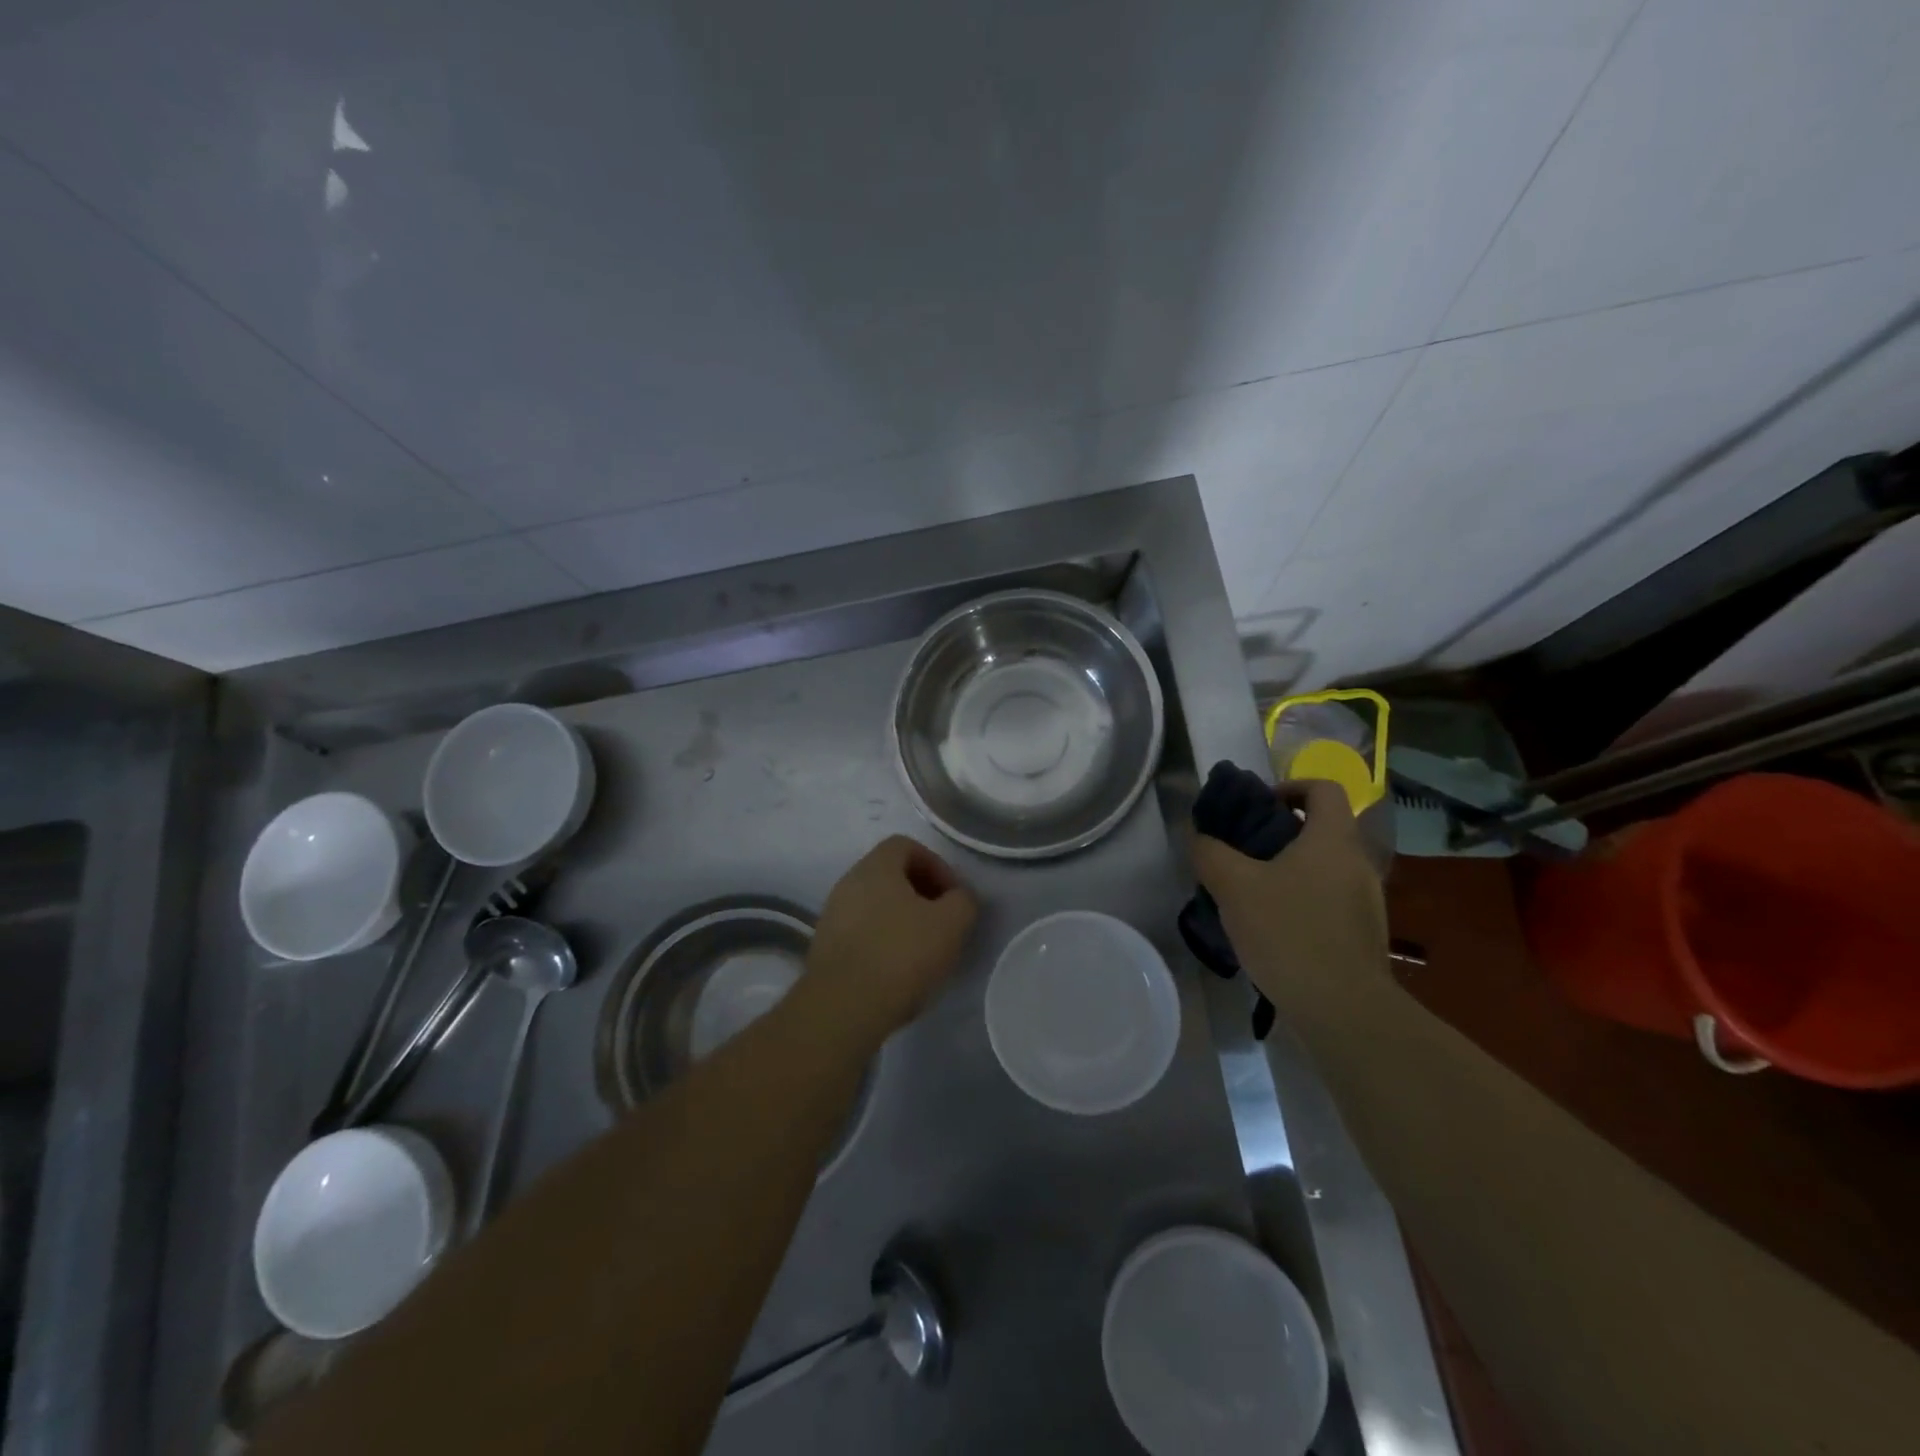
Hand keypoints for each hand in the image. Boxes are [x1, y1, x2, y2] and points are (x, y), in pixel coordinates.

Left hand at [805, 835, 978, 1041]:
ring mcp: (832, 916)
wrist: (843, 1008)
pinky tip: (898, 972)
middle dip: (922, 894)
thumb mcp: (951, 924)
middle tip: (944, 923)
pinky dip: (883, 942)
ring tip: (924, 952)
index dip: (936, 865)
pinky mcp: (825, 949)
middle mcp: (848, 883)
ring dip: (902, 920)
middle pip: (890, 875)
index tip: (953, 896)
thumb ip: (963, 901)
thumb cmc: (901, 954)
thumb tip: (958, 899)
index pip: (906, 845)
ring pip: (875, 905)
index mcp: (875, 867)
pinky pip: (861, 933)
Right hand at [1189, 779, 1388, 1022]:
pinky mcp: (1363, 935)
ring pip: (1324, 868)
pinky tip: (1273, 930)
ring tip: (1251, 895)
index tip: (1257, 808)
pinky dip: (1302, 903)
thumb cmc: (1289, 933)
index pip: (1323, 788)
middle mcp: (1357, 863)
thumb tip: (1198, 835)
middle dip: (1280, 834)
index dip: (1289, 787)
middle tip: (1242, 854)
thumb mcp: (1234, 887)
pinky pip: (1329, 902)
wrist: (1343, 1010)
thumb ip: (1211, 853)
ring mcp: (1366, 902)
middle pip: (1322, 828)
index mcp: (1332, 839)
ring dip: (1289, 871)